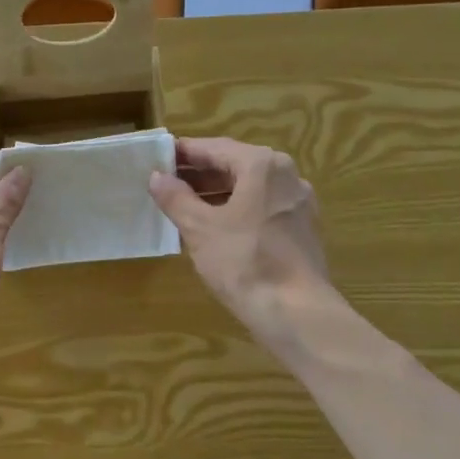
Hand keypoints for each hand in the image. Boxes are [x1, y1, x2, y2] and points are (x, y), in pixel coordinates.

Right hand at [149, 137, 333, 341]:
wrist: (294, 310)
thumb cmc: (243, 262)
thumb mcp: (200, 229)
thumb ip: (176, 199)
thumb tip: (157, 177)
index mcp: (262, 165)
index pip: (215, 148)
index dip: (185, 153)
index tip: (159, 158)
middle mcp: (286, 175)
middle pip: (236, 166)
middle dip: (200, 174)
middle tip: (166, 183)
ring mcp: (298, 203)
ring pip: (250, 188)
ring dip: (217, 193)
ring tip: (184, 206)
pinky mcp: (302, 229)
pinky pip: (262, 208)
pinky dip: (237, 210)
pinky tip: (216, 228)